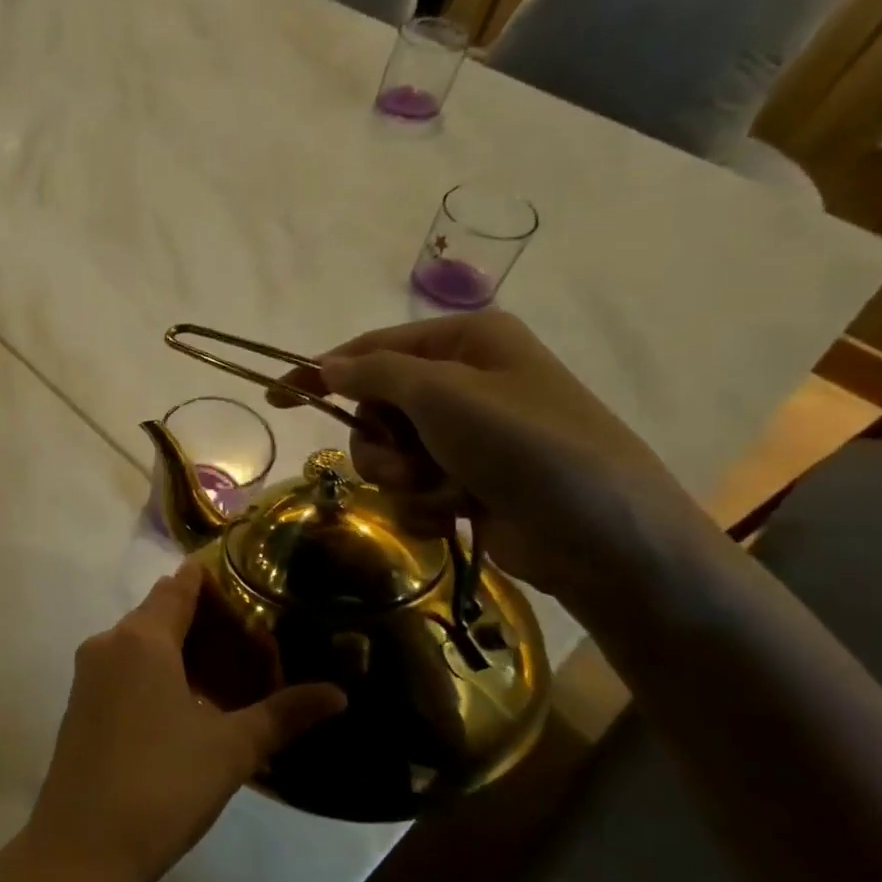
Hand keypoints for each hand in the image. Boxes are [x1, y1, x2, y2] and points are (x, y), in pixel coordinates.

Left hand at [23, 562, 345, 881]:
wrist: (81, 847)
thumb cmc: (161, 785)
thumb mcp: (231, 749)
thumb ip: (284, 714)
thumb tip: (339, 694)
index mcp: (141, 637)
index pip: (179, 586)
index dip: (212, 581)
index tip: (249, 587)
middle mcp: (109, 642)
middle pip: (160, 611)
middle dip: (204, 621)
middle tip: (254, 642)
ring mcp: (89, 673)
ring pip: (141, 642)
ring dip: (181, 649)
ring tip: (229, 675)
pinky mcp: (81, 702)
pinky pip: (125, 667)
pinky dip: (157, 671)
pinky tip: (189, 704)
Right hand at [268, 310, 710, 607]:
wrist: (605, 539)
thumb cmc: (524, 446)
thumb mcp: (442, 394)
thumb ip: (374, 373)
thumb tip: (328, 365)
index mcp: (467, 342)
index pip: (371, 349)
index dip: (322, 372)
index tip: (277, 396)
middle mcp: (467, 383)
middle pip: (376, 407)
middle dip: (381, 441)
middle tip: (407, 460)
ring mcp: (470, 436)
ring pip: (389, 453)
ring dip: (403, 477)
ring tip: (443, 490)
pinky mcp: (471, 482)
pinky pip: (413, 487)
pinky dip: (425, 503)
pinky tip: (456, 512)